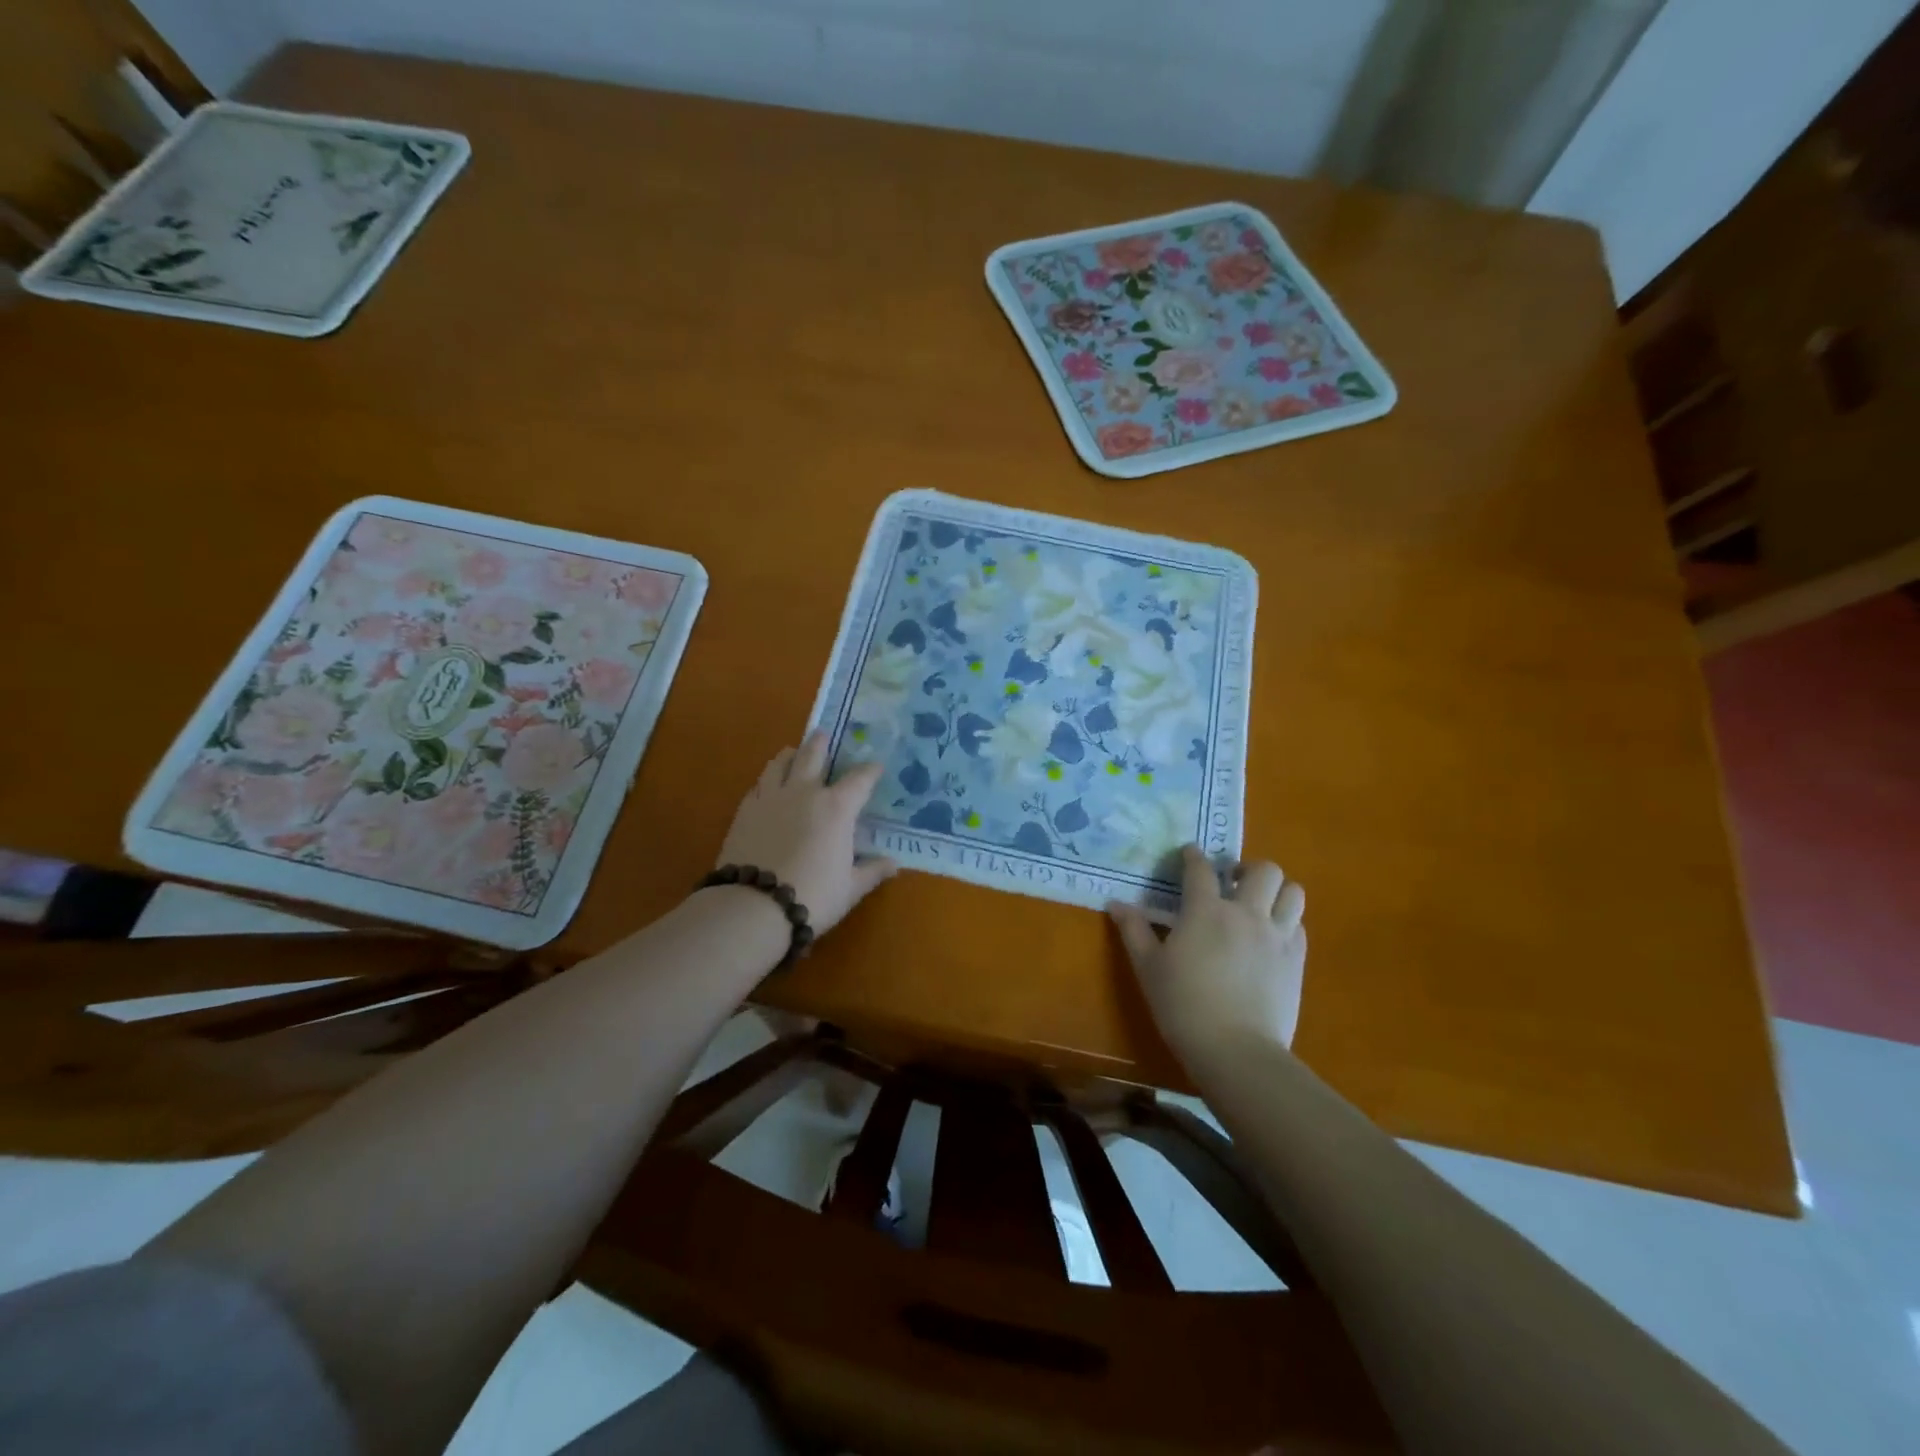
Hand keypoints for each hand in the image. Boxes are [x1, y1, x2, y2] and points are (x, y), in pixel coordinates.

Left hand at [716, 733, 898, 935]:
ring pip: (780, 763)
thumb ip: (872, 871)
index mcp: (837, 808)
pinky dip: (767, 779)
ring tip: (792, 752)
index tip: (876, 767)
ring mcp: (771, 798)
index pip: (860, 779)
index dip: (871, 771)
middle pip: (813, 756)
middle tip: (823, 734)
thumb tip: (893, 864)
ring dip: (790, 755)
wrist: (754, 906)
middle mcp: (805, 792)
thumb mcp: (850, 888)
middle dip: (821, 744)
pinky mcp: (745, 810)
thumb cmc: (813, 896)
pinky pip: (758, 784)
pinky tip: (767, 785)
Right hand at [1108, 845, 1306, 1070]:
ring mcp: (1276, 936)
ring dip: (1276, 891)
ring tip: (1260, 903)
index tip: (1189, 854)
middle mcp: (1246, 913)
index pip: (1201, 869)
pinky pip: (1299, 925)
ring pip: (1293, 892)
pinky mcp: (1296, 960)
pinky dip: (1287, 922)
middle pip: (1263, 870)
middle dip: (1247, 868)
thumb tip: (1116, 904)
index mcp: (1205, 910)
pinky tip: (1271, 937)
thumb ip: (1134, 931)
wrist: (1236, 1050)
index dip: (1193, 856)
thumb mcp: (1148, 967)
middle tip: (1232, 882)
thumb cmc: (1183, 1005)